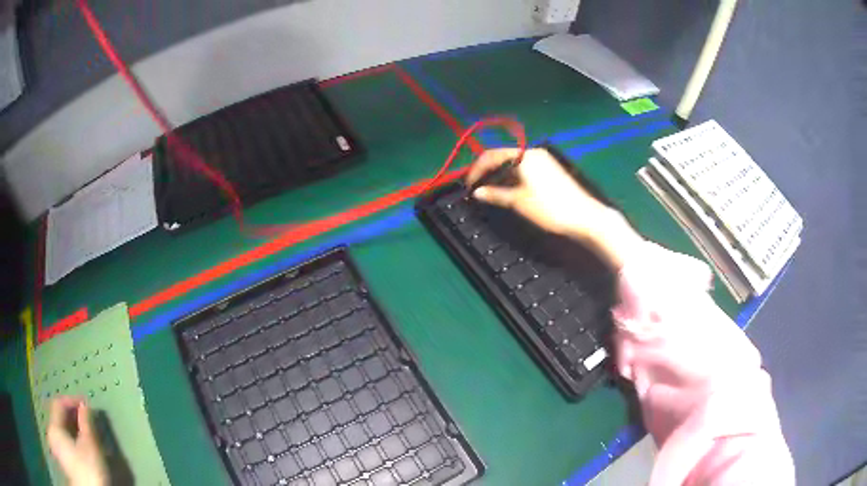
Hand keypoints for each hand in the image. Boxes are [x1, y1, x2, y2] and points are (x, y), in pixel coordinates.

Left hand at [47, 397, 107, 485]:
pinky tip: (82, 448)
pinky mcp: (63, 461)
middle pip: (59, 418)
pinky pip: (64, 442)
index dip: (72, 401)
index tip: (87, 404)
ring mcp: (56, 448)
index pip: (59, 404)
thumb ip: (86, 422)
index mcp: (54, 426)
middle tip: (88, 419)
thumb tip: (85, 405)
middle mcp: (51, 433)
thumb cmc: (89, 470)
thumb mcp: (90, 446)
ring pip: (62, 431)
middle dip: (73, 416)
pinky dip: (72, 440)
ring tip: (87, 434)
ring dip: (73, 429)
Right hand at [466, 148, 642, 268]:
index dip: (476, 169)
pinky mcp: (549, 170)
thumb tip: (476, 192)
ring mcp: (543, 161)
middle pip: (503, 157)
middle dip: (487, 172)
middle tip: (475, 189)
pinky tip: (507, 191)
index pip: (492, 155)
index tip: (467, 185)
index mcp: (525, 155)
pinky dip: (512, 178)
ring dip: (499, 176)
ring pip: (513, 164)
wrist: (584, 217)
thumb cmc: (550, 207)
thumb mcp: (519, 201)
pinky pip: (524, 169)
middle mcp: (533, 153)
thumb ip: (495, 194)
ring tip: (488, 192)